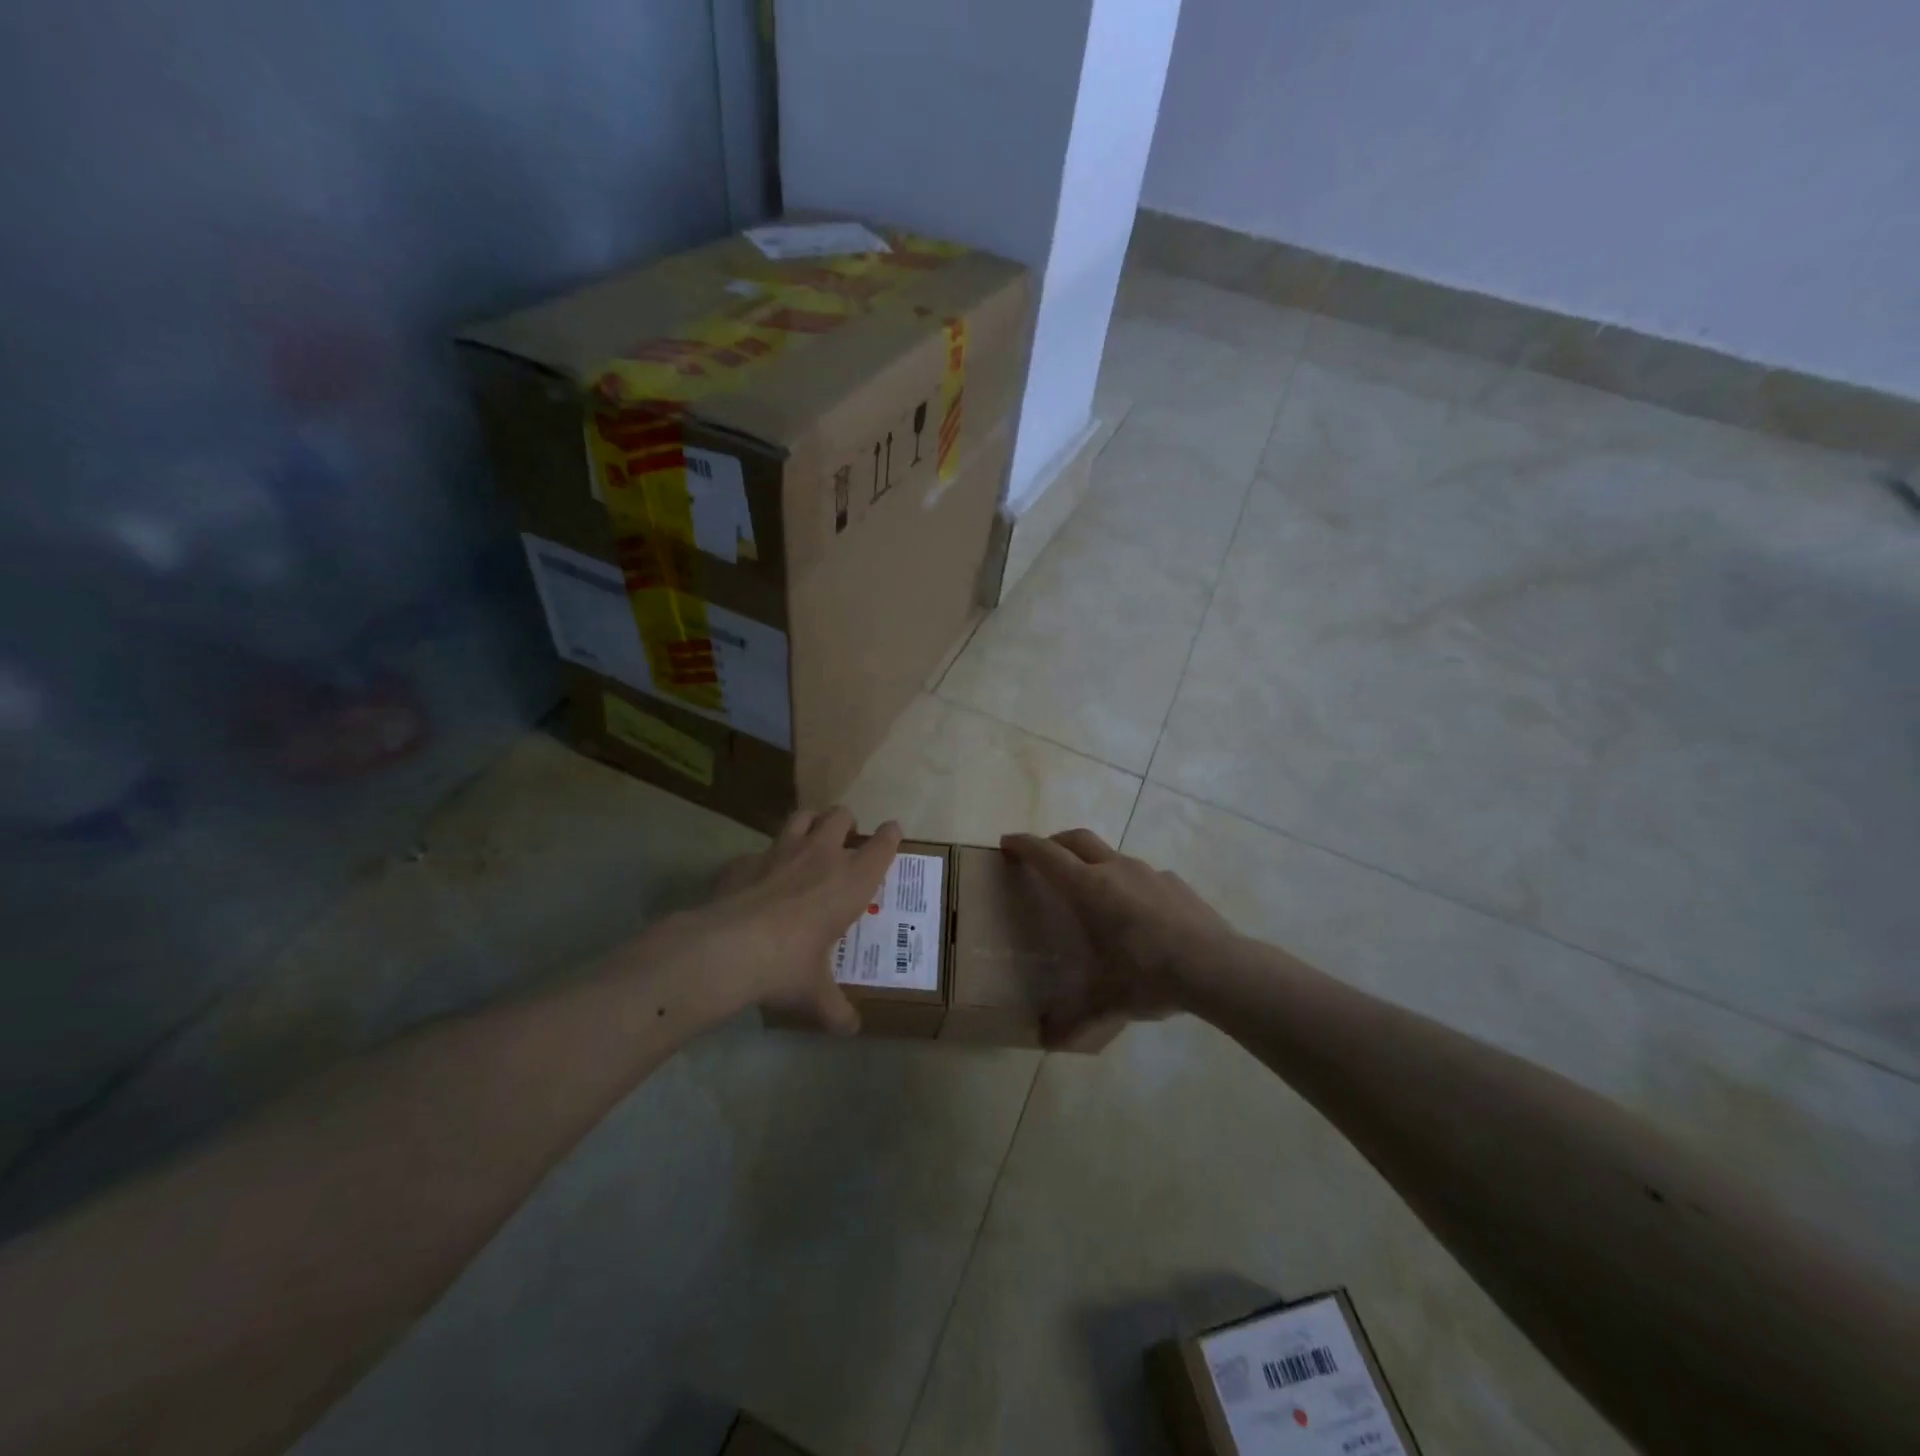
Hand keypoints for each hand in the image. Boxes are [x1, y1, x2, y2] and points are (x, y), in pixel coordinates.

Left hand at [691, 808, 901, 1033]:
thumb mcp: (816, 993)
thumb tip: (850, 1030)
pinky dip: (763, 860)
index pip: (882, 844)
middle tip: (846, 840)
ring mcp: (780, 852)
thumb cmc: (789, 965)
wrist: (729, 949)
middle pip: (841, 816)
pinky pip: (759, 850)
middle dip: (847, 823)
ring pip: (803, 816)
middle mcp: (821, 855)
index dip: (890, 835)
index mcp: (851, 880)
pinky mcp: (745, 860)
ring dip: (810, 822)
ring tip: (809, 838)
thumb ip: (836, 1009)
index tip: (892, 833)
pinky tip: (758, 879)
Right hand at [1000, 828, 1236, 1044]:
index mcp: (1088, 889)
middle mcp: (1115, 870)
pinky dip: (1129, 884)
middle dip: (1054, 842)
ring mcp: (1148, 872)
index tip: (1007, 842)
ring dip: (1094, 864)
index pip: (1046, 855)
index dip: (1024, 845)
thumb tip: (1046, 1041)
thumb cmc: (1147, 975)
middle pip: (1076, 839)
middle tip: (1043, 856)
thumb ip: (1074, 1019)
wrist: (1216, 967)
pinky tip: (1139, 915)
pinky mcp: (1175, 883)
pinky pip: (1143, 876)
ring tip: (1093, 894)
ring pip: (1111, 855)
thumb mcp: (1106, 1001)